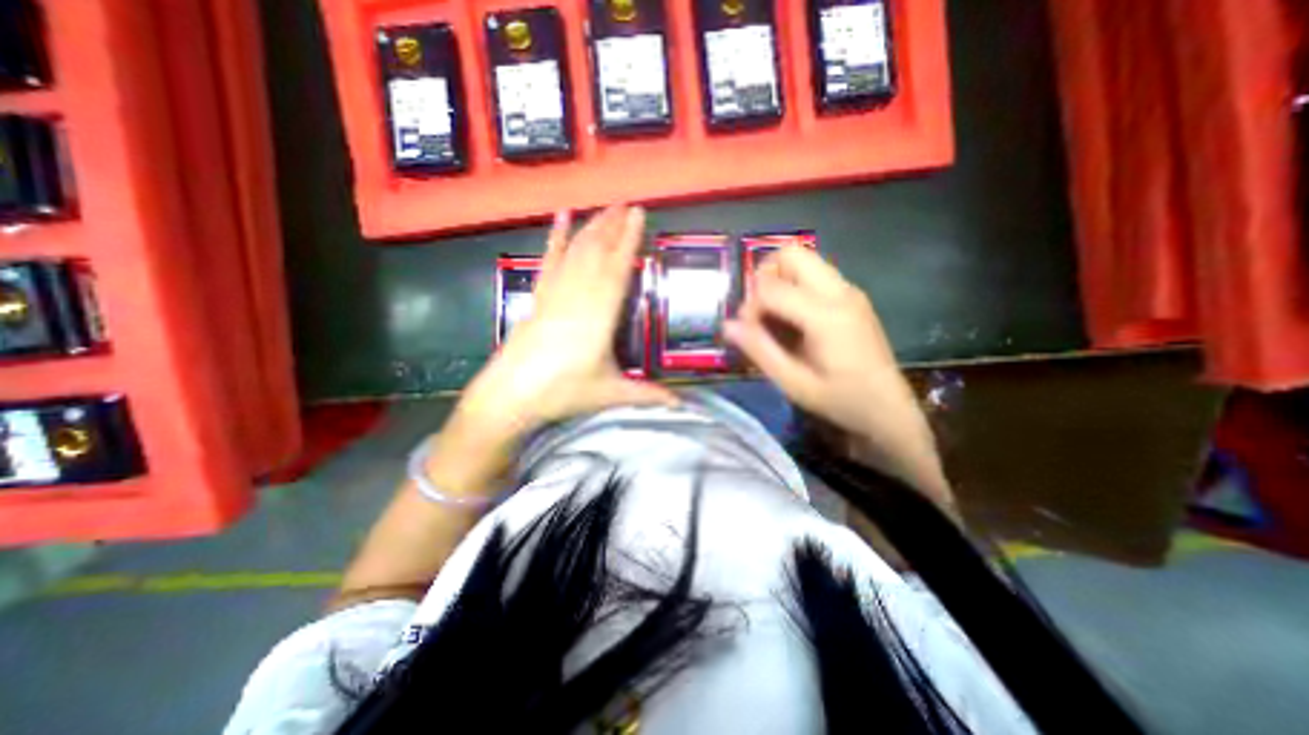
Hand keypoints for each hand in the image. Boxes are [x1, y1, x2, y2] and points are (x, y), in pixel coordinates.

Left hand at [449, 205, 673, 448]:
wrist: (511, 394)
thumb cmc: (562, 392)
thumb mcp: (609, 394)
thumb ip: (646, 395)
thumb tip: (681, 406)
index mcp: (599, 315)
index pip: (618, 269)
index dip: (629, 240)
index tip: (639, 214)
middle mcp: (578, 295)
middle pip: (597, 253)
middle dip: (613, 225)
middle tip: (627, 203)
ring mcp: (555, 293)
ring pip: (576, 251)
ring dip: (592, 227)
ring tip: (606, 208)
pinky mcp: (538, 296)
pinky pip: (549, 260)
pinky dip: (556, 237)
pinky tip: (560, 218)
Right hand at [727, 246, 951, 504]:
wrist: (889, 409)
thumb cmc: (841, 400)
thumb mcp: (793, 383)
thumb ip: (759, 350)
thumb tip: (727, 325)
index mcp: (825, 315)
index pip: (771, 287)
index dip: (750, 306)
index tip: (749, 331)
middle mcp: (840, 292)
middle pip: (791, 253)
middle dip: (765, 276)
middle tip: (760, 311)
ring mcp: (849, 290)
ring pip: (804, 259)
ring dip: (780, 279)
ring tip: (776, 316)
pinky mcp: (853, 296)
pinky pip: (815, 274)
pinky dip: (795, 286)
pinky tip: (795, 319)